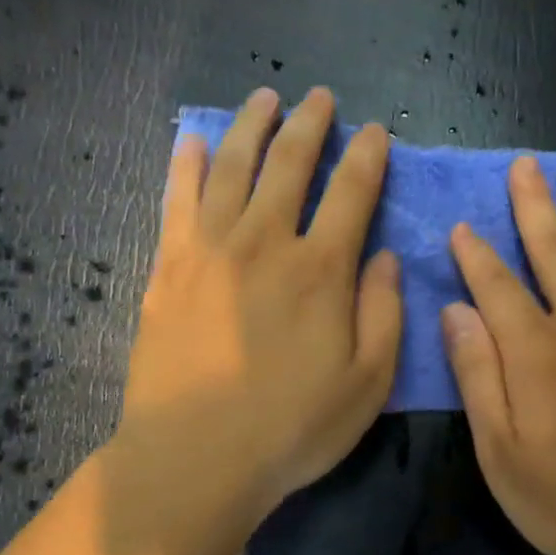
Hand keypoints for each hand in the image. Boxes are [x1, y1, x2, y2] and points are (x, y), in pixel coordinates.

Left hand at [120, 87, 402, 518]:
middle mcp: (266, 242)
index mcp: (321, 269)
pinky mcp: (169, 267)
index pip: (352, 192)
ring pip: (233, 167)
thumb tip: (385, 256)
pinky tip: (191, 139)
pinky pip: (177, 200)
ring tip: (264, 97)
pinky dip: (185, 164)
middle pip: (290, 164)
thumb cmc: (292, 427)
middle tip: (319, 96)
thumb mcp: (368, 383)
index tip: (374, 130)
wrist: (196, 458)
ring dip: (251, 126)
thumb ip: (384, 312)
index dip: (367, 156)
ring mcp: (210, 249)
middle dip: (310, 124)